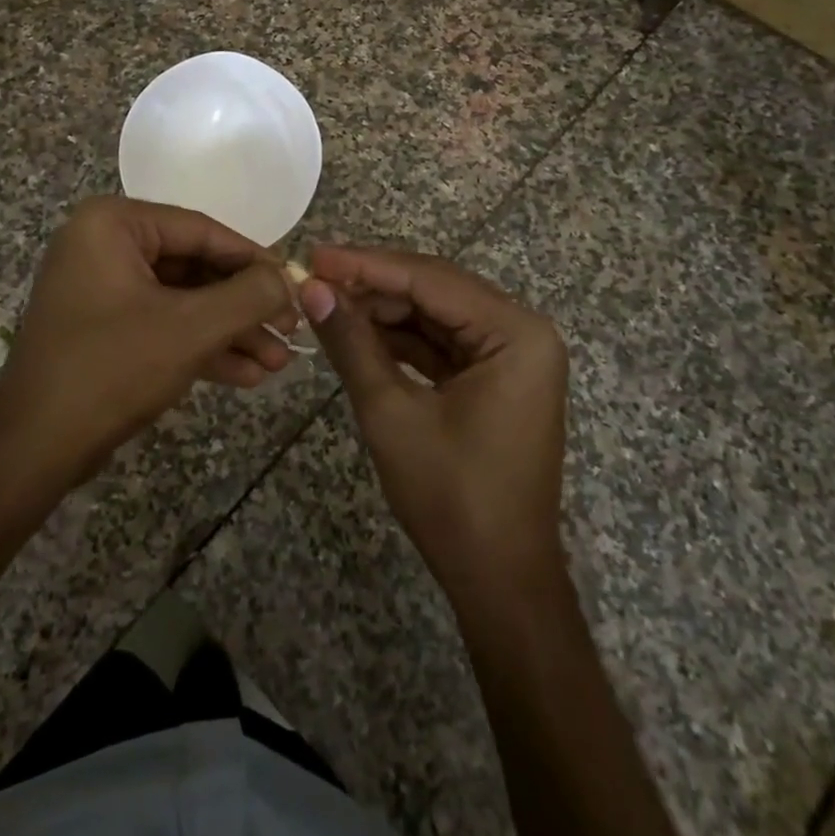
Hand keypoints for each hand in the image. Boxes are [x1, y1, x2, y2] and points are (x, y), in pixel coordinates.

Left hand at [0, 196, 297, 484]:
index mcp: (113, 224)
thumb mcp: (190, 328)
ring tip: (278, 361)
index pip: (201, 230)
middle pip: (194, 267)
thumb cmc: (111, 369)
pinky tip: (247, 374)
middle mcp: (103, 245)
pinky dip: (201, 346)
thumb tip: (289, 279)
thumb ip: (248, 296)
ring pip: (182, 301)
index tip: (294, 284)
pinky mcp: (103, 327)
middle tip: (290, 329)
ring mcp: (101, 288)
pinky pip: (162, 324)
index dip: (253, 260)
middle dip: (243, 306)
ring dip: (229, 332)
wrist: (34, 448)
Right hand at [296, 246, 568, 593]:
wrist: (498, 579)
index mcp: (516, 333)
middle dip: (373, 285)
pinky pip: (442, 343)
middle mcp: (522, 332)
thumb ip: (352, 342)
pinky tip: (357, 332)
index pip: (430, 279)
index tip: (314, 255)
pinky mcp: (496, 378)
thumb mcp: (391, 412)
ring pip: (435, 314)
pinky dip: (400, 339)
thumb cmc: (451, 497)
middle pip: (435, 290)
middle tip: (315, 279)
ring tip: (327, 304)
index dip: (367, 265)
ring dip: (382, 310)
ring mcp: (511, 355)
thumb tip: (311, 289)